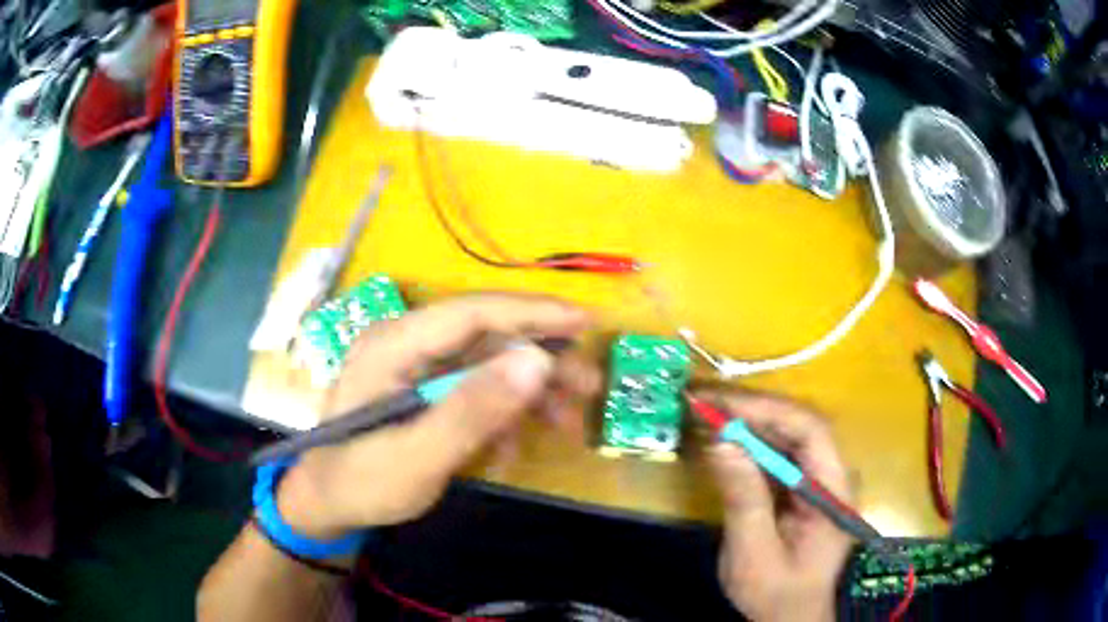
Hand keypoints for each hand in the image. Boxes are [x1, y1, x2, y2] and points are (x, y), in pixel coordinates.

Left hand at [275, 294, 598, 537]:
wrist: (326, 502)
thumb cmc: (362, 482)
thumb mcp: (418, 457)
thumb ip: (472, 411)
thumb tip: (536, 361)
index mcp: (394, 344)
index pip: (472, 311)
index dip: (532, 312)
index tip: (586, 322)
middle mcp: (406, 341)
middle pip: (486, 335)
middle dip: (541, 359)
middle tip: (588, 386)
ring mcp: (414, 364)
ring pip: (487, 361)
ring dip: (530, 389)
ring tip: (567, 422)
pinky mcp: (423, 387)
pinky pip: (474, 387)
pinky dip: (503, 411)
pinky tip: (516, 443)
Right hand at [703, 392, 853, 621]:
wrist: (789, 617)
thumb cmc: (776, 594)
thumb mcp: (754, 555)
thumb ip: (743, 499)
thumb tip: (721, 442)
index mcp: (833, 491)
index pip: (811, 432)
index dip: (768, 412)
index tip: (722, 407)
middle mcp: (832, 475)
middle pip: (799, 426)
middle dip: (753, 411)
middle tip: (705, 401)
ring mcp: (818, 480)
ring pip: (788, 435)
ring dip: (749, 422)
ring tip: (708, 412)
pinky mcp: (802, 487)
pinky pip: (778, 454)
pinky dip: (749, 444)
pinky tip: (724, 440)